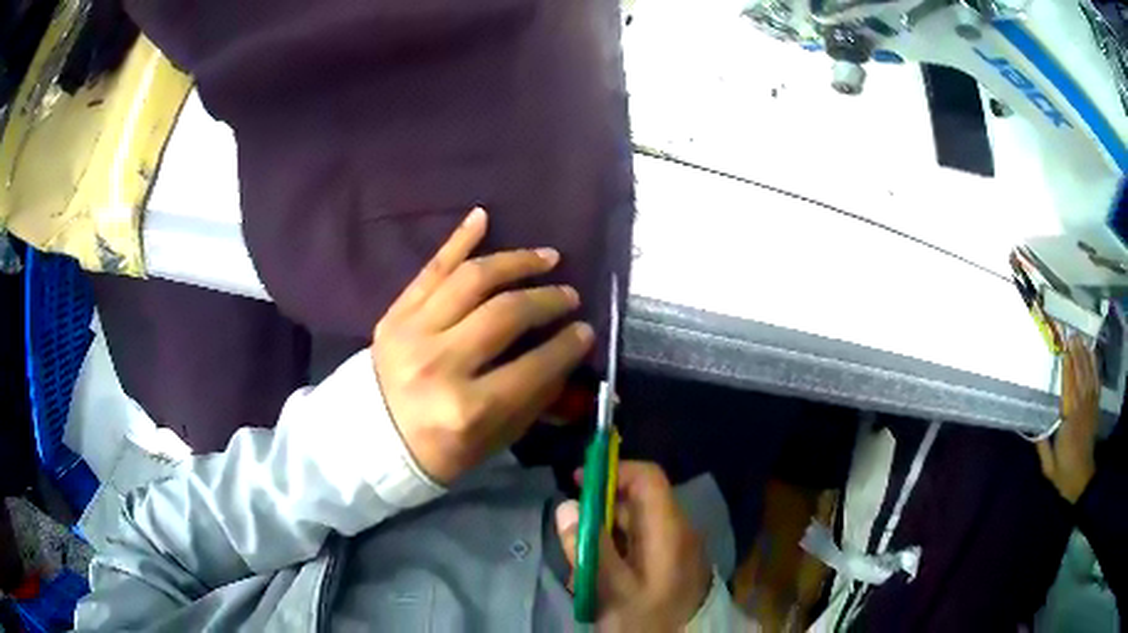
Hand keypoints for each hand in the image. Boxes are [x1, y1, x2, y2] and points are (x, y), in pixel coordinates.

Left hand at [372, 208, 594, 483]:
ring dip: (516, 262)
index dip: (567, 346)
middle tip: (569, 295)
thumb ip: (533, 401)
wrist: (370, 439)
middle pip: (505, 314)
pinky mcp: (395, 314)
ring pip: (472, 280)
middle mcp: (440, 364)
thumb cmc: (437, 449)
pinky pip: (431, 269)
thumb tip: (568, 357)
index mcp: (468, 409)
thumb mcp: (493, 441)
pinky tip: (483, 218)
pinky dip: (458, 240)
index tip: (586, 331)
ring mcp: (412, 333)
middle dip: (547, 300)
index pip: (533, 367)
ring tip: (546, 257)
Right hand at [556, 462, 711, 631]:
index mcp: (669, 529)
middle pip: (637, 502)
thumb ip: (588, 547)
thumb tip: (566, 506)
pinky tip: (601, 580)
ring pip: (635, 526)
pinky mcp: (673, 561)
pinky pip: (641, 544)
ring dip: (604, 538)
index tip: (579, 482)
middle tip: (572, 540)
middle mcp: (677, 529)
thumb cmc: (648, 617)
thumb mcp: (612, 587)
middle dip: (599, 514)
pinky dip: (617, 553)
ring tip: (583, 572)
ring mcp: (677, 546)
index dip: (614, 471)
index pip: (647, 478)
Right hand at [1037, 335, 1099, 503]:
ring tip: (1079, 338)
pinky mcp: (1095, 407)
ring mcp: (1090, 406)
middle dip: (1076, 353)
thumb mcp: (1048, 467)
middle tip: (1070, 334)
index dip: (1066, 366)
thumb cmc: (1064, 473)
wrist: (1082, 480)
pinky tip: (1091, 352)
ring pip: (1089, 374)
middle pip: (1080, 375)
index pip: (1069, 387)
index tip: (1061, 347)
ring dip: (1084, 355)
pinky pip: (1096, 381)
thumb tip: (1029, 425)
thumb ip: (1042, 445)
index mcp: (1069, 421)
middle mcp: (1082, 408)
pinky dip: (1094, 365)